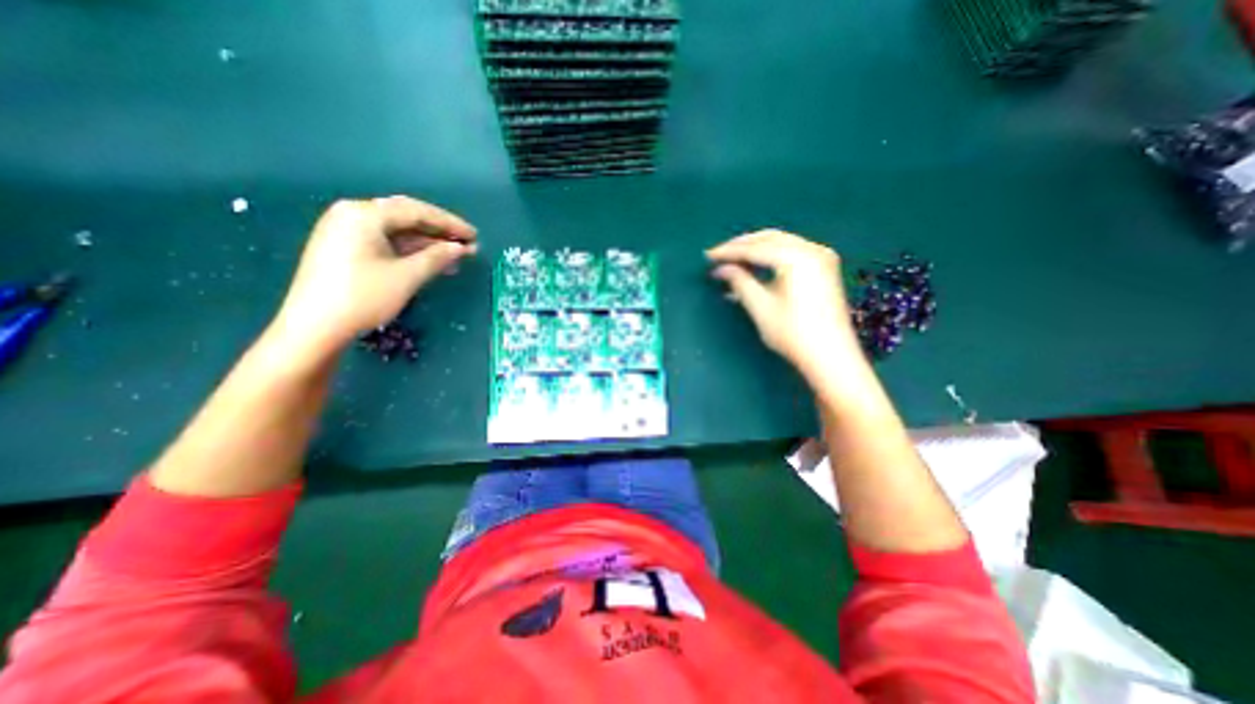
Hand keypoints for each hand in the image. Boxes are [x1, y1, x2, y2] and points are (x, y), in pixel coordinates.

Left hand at [276, 195, 480, 355]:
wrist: (314, 327)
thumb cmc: (364, 297)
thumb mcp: (407, 276)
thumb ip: (437, 257)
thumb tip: (461, 248)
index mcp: (365, 214)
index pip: (417, 211)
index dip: (450, 224)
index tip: (474, 236)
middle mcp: (353, 215)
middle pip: (406, 217)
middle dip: (439, 232)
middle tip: (467, 244)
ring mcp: (346, 231)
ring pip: (397, 231)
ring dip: (428, 243)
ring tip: (456, 257)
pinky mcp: (345, 249)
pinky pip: (386, 242)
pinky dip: (411, 251)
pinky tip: (431, 262)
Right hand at [705, 228, 864, 383]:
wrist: (831, 356)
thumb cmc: (792, 333)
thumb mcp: (760, 307)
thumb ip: (739, 281)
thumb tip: (721, 269)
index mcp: (797, 257)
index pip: (755, 248)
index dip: (729, 251)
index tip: (708, 256)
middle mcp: (812, 249)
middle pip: (770, 239)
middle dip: (742, 245)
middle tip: (719, 255)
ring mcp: (821, 257)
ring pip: (781, 244)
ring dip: (755, 251)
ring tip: (733, 262)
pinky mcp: (824, 268)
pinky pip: (791, 253)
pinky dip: (771, 258)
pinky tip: (754, 269)